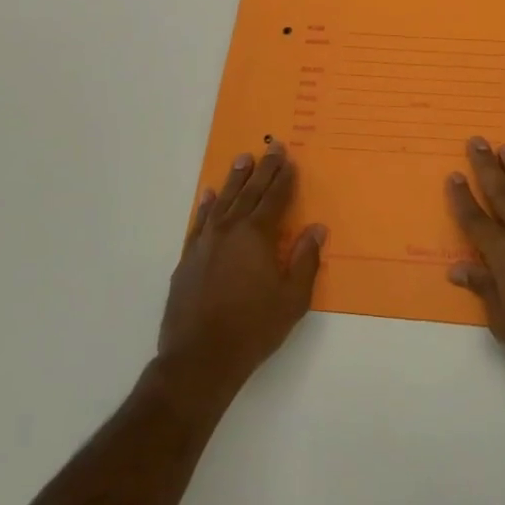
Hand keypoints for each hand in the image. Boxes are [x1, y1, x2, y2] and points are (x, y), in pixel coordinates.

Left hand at [161, 142, 324, 385]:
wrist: (200, 357)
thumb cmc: (254, 328)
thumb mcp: (292, 298)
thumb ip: (305, 260)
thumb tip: (316, 229)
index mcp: (257, 236)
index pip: (275, 199)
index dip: (284, 179)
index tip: (290, 159)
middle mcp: (229, 230)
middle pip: (249, 192)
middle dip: (263, 169)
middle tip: (272, 147)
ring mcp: (205, 242)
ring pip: (222, 201)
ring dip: (234, 179)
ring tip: (242, 159)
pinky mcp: (188, 258)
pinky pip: (199, 222)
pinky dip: (205, 206)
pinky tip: (208, 195)